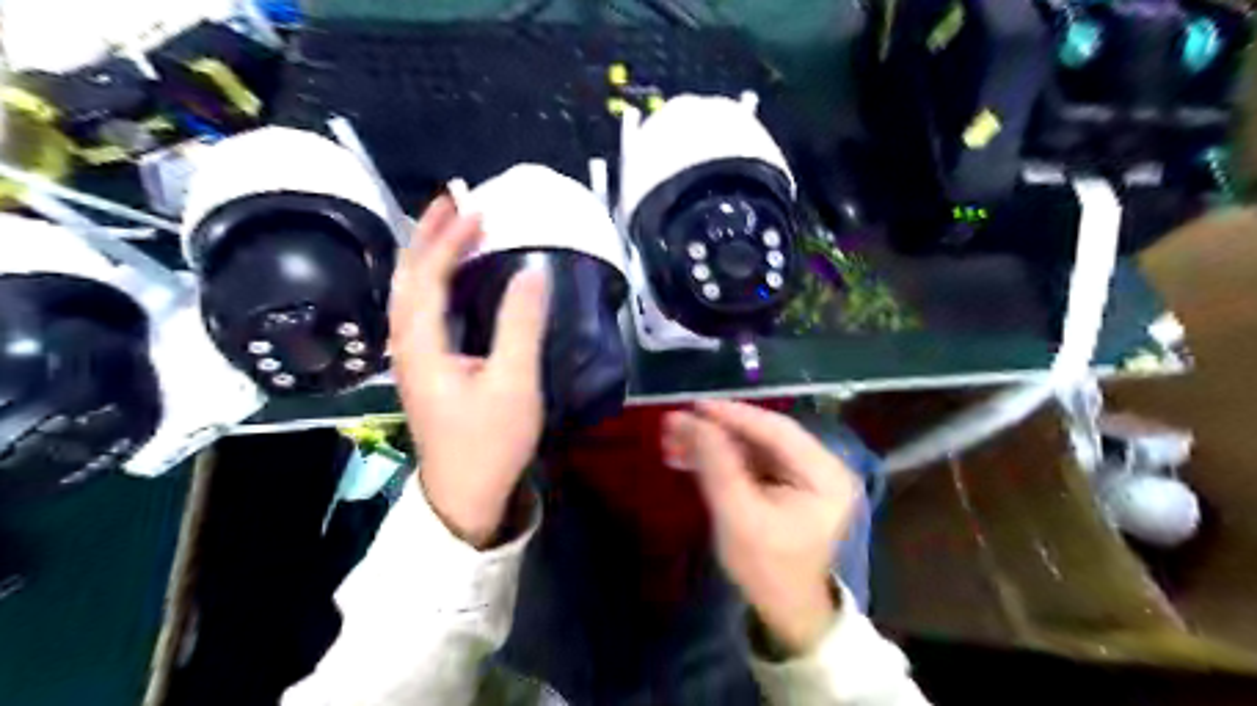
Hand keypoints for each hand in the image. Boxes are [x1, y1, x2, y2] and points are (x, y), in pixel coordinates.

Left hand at [393, 196, 547, 549]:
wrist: (465, 494)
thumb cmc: (491, 441)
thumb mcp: (514, 383)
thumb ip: (521, 324)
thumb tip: (532, 270)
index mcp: (421, 345)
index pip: (426, 276)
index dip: (449, 239)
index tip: (478, 211)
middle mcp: (406, 345)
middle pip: (406, 278)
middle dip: (426, 235)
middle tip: (451, 200)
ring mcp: (412, 358)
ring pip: (408, 293)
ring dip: (426, 255)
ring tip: (448, 227)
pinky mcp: (426, 368)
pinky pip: (421, 310)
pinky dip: (433, 281)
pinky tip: (450, 278)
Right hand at [668, 399, 864, 651]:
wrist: (783, 610)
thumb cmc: (767, 570)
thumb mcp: (738, 518)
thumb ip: (717, 466)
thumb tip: (689, 420)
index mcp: (826, 474)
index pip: (777, 431)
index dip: (734, 415)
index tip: (695, 405)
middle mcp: (821, 465)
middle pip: (764, 435)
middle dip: (717, 430)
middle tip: (677, 424)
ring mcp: (804, 473)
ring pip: (752, 445)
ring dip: (713, 442)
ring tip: (674, 439)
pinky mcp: (785, 482)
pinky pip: (750, 459)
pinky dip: (719, 457)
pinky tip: (689, 455)